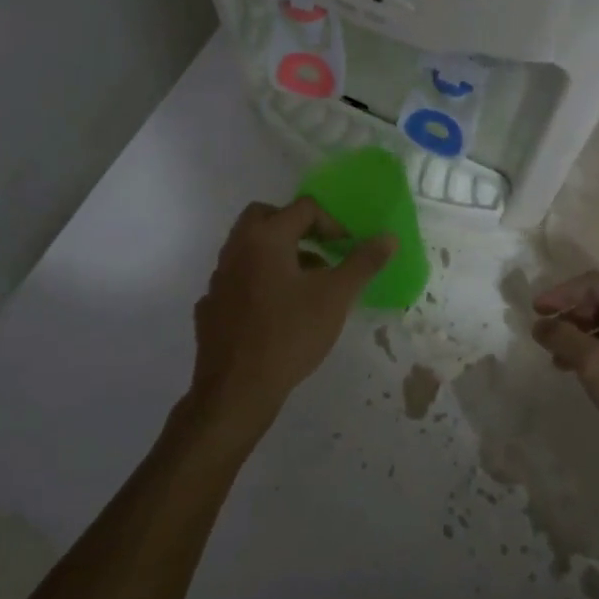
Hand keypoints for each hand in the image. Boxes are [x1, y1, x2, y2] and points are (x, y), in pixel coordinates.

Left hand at [186, 197, 394, 428]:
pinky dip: (258, 283)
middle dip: (295, 228)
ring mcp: (218, 279)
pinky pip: (237, 281)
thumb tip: (388, 237)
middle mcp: (236, 250)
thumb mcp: (336, 297)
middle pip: (264, 217)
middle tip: (319, 251)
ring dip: (277, 255)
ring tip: (304, 286)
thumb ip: (363, 263)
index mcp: (265, 238)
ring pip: (248, 250)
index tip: (347, 249)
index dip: (332, 223)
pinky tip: (275, 312)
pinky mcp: (210, 307)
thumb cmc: (290, 334)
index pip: (302, 209)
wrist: (237, 389)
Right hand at [531, 270, 598, 471]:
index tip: (535, 311)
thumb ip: (564, 339)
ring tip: (558, 359)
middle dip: (570, 315)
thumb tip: (540, 325)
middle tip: (546, 336)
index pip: (594, 283)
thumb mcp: (597, 367)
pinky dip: (597, 350)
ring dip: (581, 335)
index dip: (561, 293)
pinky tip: (581, 370)